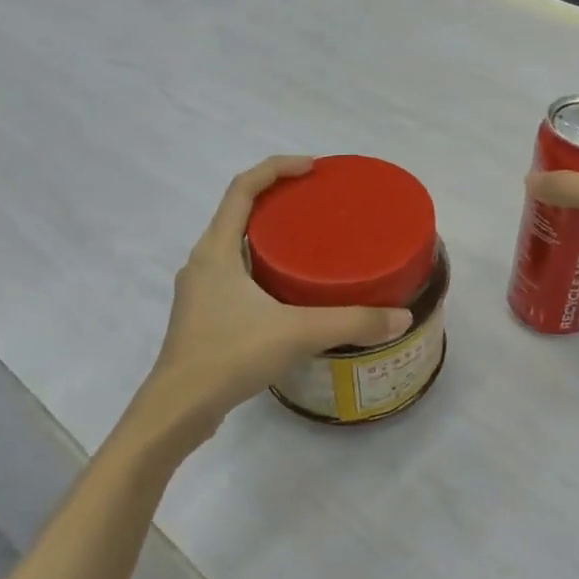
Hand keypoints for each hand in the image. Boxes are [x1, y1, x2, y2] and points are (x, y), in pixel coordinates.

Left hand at [132, 156, 412, 453]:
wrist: (177, 410)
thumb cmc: (229, 356)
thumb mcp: (296, 334)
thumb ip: (351, 322)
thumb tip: (401, 317)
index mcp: (216, 250)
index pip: (242, 188)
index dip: (276, 168)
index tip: (313, 168)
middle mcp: (203, 262)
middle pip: (238, 212)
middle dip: (277, 199)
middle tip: (319, 204)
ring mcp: (200, 290)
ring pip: (235, 245)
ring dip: (268, 234)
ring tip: (310, 242)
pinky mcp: (204, 315)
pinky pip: (235, 273)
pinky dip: (262, 266)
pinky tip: (289, 290)